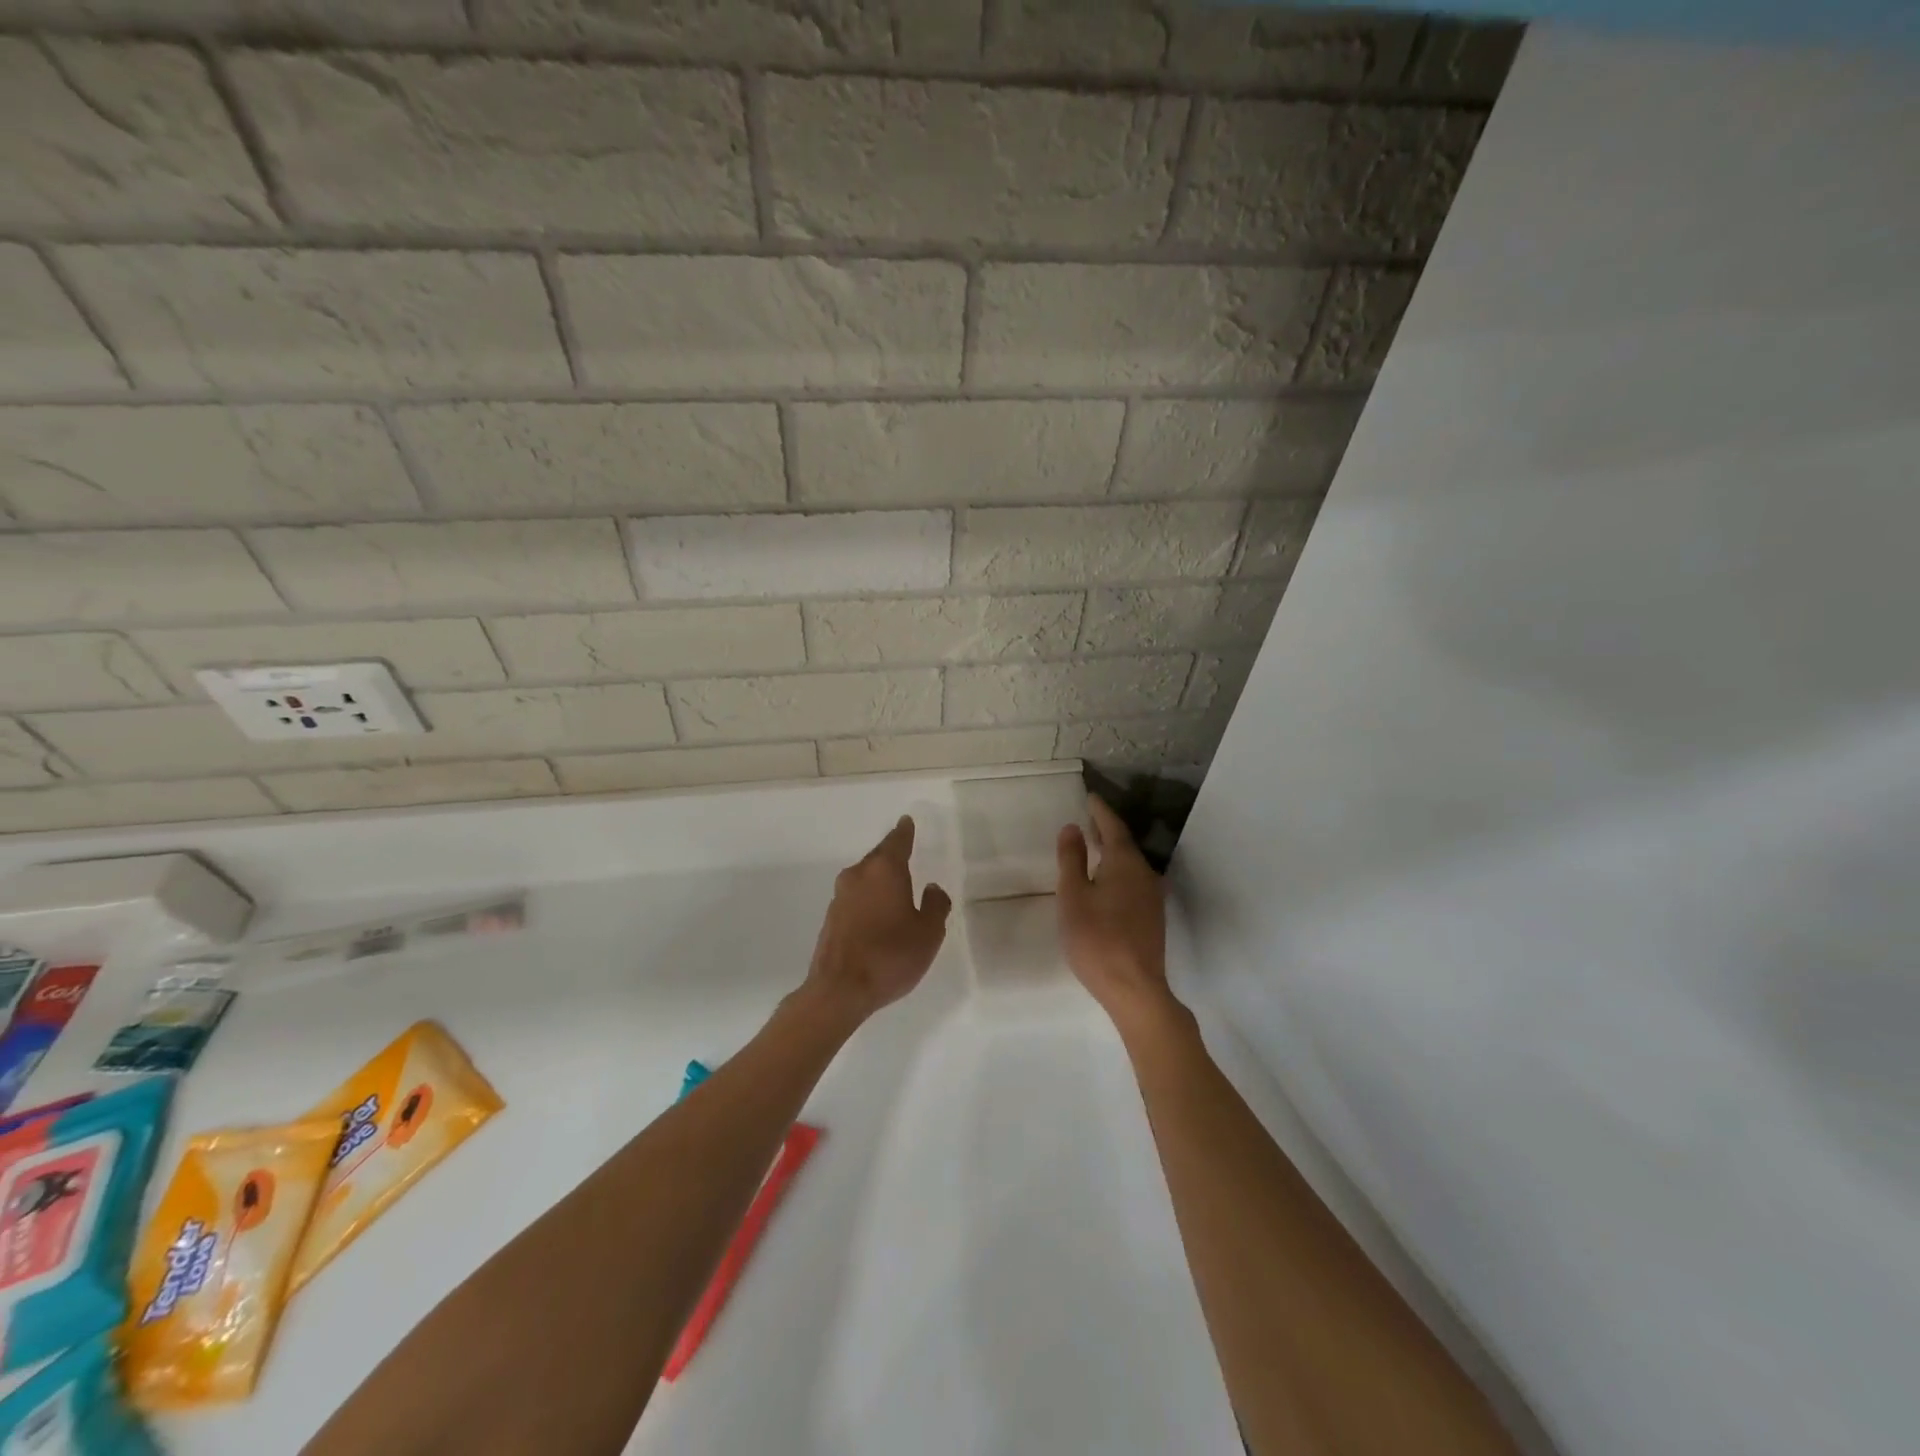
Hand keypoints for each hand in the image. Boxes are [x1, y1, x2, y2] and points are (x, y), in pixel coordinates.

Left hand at [803, 816, 951, 1025]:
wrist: (839, 990)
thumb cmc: (890, 956)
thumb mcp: (928, 933)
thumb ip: (935, 906)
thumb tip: (932, 889)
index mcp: (884, 870)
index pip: (897, 841)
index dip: (905, 831)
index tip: (906, 822)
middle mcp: (858, 875)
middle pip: (878, 857)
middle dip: (893, 855)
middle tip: (907, 854)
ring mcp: (840, 896)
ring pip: (865, 878)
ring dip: (880, 880)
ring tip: (897, 889)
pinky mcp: (831, 918)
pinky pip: (856, 898)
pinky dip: (869, 899)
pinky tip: (879, 915)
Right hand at [1057, 796, 1176, 1033]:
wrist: (1135, 989)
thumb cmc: (1096, 939)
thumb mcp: (1073, 896)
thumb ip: (1072, 859)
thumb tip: (1072, 828)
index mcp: (1125, 863)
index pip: (1113, 827)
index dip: (1100, 811)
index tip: (1090, 798)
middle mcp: (1145, 873)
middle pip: (1125, 844)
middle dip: (1107, 830)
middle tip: (1089, 819)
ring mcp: (1152, 897)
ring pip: (1131, 864)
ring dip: (1113, 852)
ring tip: (1094, 847)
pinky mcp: (1153, 917)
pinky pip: (1134, 881)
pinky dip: (1119, 871)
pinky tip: (1107, 882)